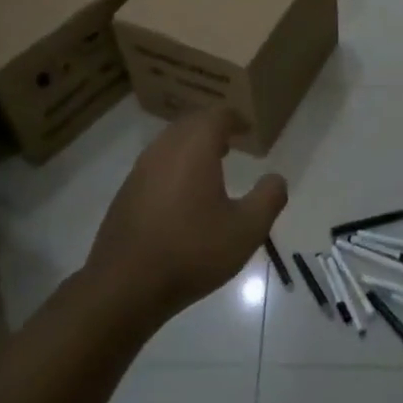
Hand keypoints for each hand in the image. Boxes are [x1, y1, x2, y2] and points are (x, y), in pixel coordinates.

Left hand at [85, 107, 288, 321]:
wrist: (125, 285)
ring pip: (169, 144)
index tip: (247, 128)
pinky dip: (173, 166)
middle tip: (230, 142)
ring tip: (210, 166)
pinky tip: (183, 195)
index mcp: (194, 149)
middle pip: (189, 124)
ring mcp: (140, 171)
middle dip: (211, 128)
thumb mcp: (246, 230)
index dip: (234, 119)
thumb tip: (276, 179)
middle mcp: (164, 150)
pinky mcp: (126, 193)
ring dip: (190, 147)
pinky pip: (155, 165)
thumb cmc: (192, 251)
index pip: (216, 116)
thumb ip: (268, 199)